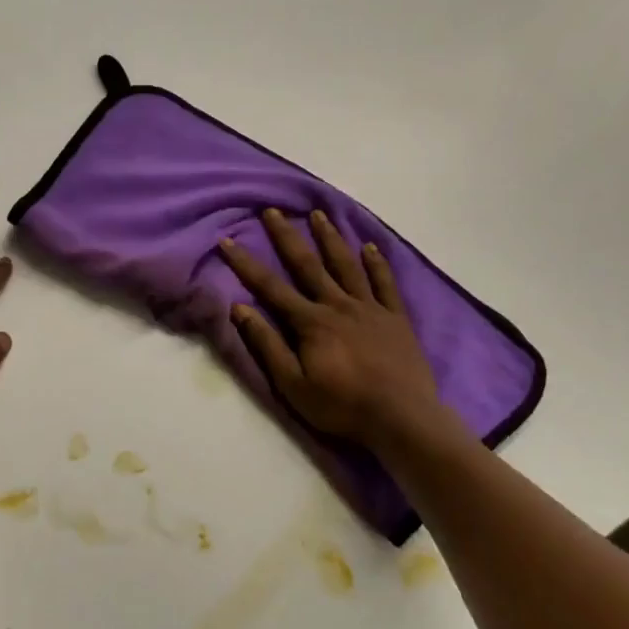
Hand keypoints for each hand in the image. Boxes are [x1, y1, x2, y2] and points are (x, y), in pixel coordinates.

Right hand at [220, 210, 443, 450]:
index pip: (271, 287)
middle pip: (308, 265)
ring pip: (346, 265)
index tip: (227, 241)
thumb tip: (239, 309)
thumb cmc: (342, 406)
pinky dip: (377, 263)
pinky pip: (384, 283)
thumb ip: (267, 345)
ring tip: (319, 214)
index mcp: (311, 322)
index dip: (246, 264)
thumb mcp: (293, 384)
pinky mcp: (396, 317)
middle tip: (273, 210)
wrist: (401, 418)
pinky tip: (370, 246)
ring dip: (330, 238)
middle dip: (287, 237)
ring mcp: (370, 308)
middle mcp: (338, 305)